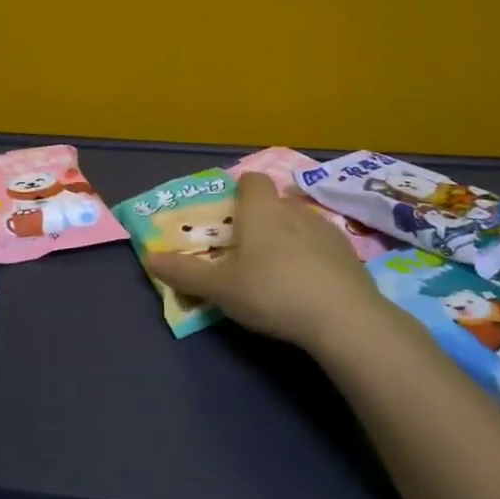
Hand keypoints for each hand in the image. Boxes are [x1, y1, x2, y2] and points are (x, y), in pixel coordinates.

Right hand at [145, 172, 397, 352]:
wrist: (343, 317)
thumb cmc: (271, 292)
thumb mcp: (219, 288)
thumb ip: (184, 272)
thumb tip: (149, 258)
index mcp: (260, 210)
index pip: (251, 180)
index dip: (240, 191)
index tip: (230, 214)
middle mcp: (293, 210)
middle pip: (275, 202)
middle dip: (261, 218)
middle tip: (246, 249)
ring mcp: (326, 230)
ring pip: (300, 222)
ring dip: (288, 237)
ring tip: (277, 269)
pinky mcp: (349, 254)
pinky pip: (323, 246)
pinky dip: (312, 257)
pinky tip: (307, 285)